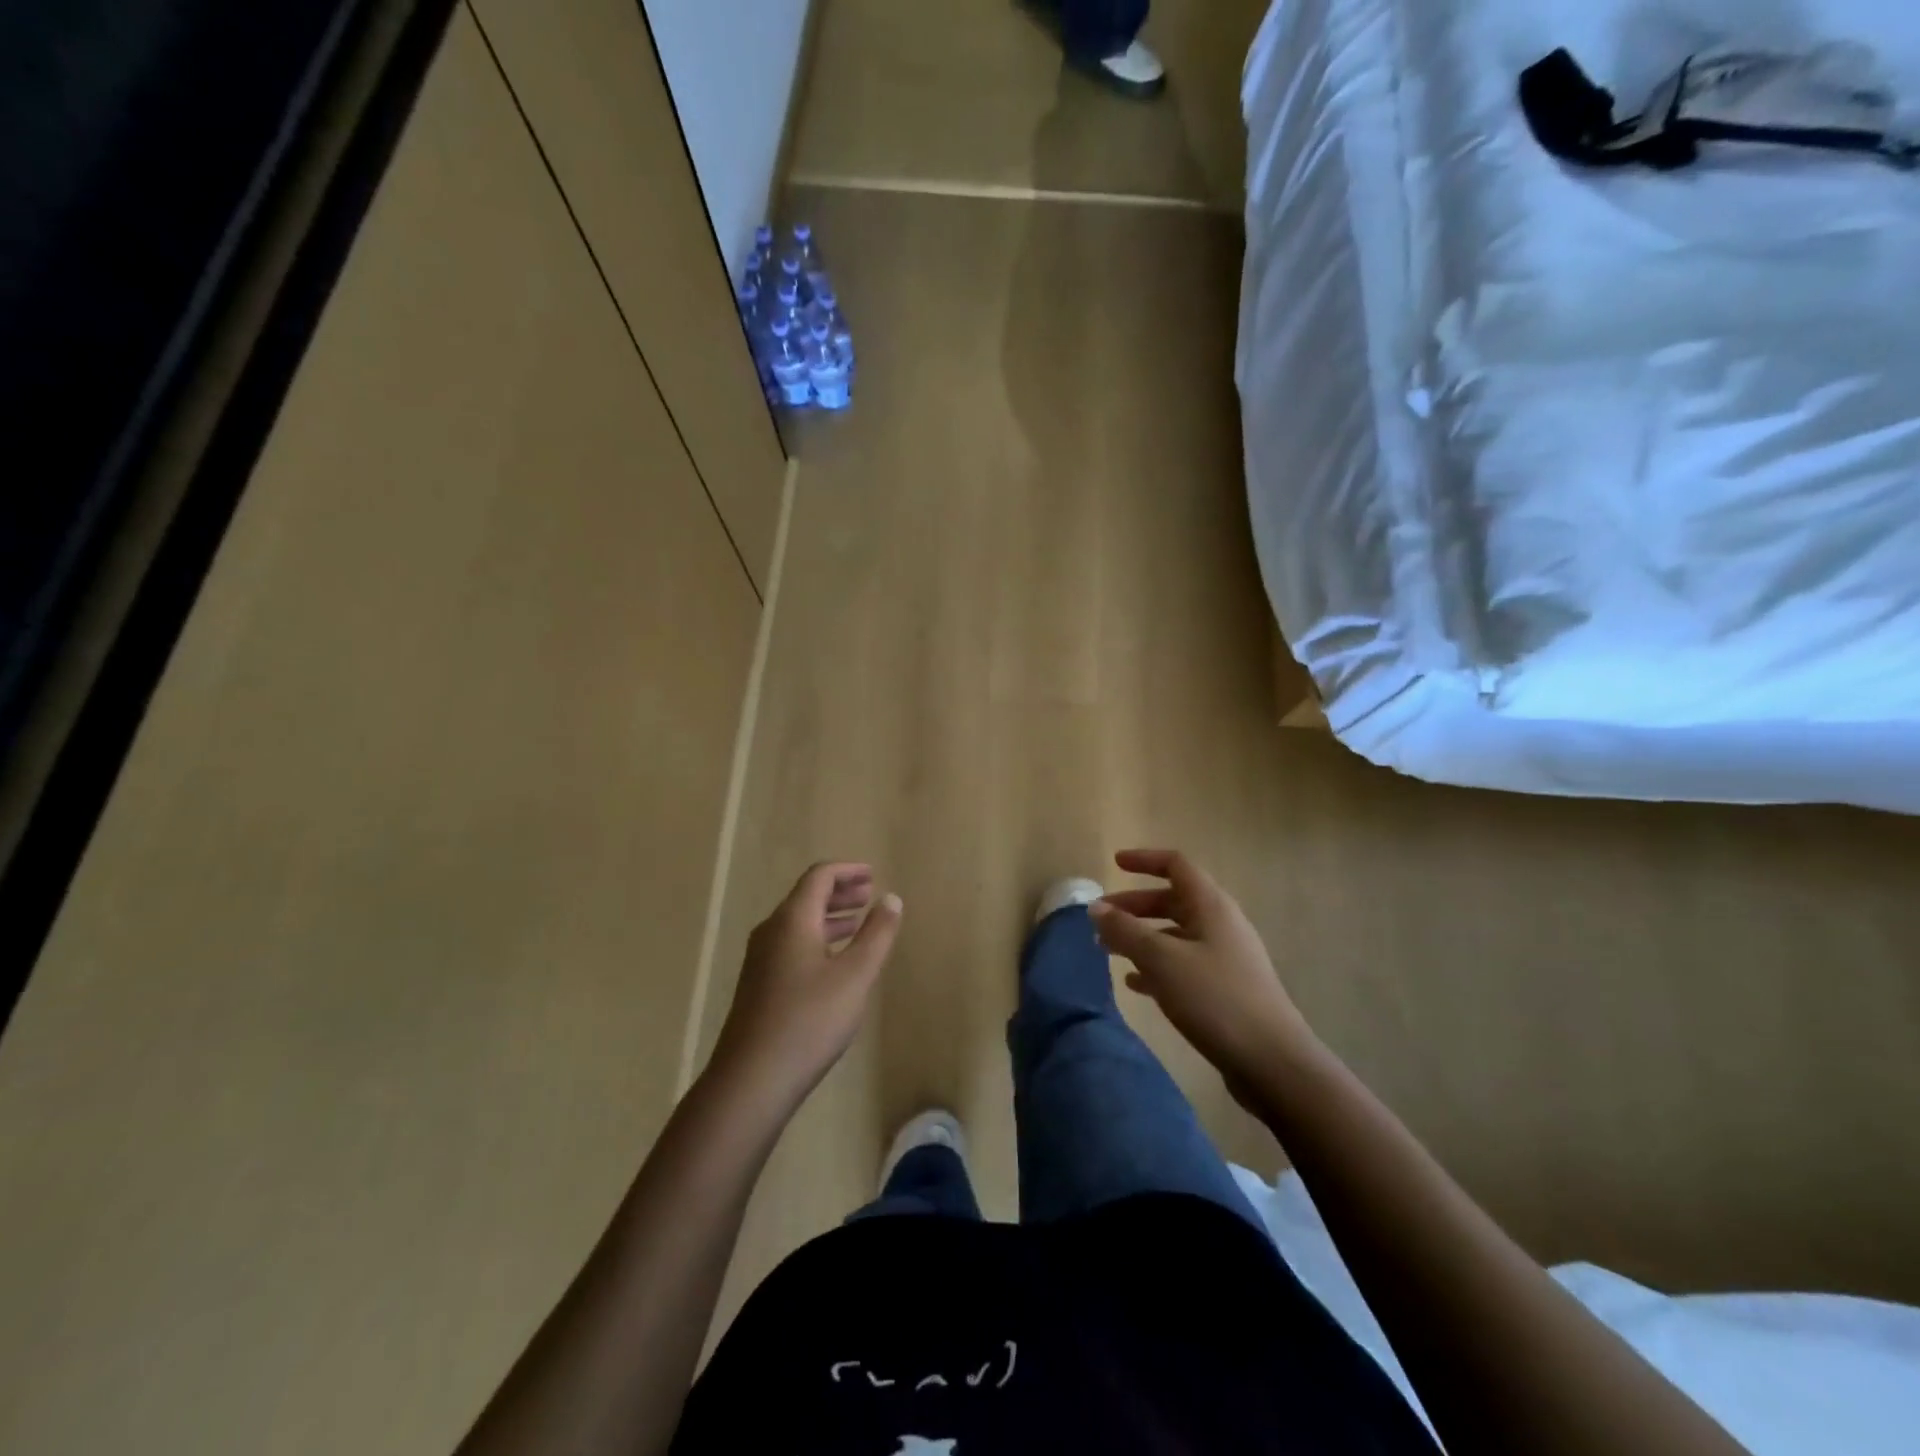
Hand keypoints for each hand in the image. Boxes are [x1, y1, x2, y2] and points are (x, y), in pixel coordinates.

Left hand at [710, 863, 902, 1107]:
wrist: (751, 1080)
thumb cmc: (809, 1020)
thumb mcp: (855, 975)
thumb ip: (876, 934)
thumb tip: (891, 899)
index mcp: (792, 920)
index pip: (819, 877)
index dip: (847, 871)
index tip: (872, 874)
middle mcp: (771, 932)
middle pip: (806, 897)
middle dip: (840, 892)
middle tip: (869, 896)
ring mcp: (760, 960)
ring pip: (798, 924)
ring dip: (829, 917)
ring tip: (858, 923)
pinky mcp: (758, 986)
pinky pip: (791, 945)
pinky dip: (817, 939)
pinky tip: (834, 962)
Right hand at [1091, 850, 1313, 1102]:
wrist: (1272, 1062)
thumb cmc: (1215, 999)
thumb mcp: (1162, 960)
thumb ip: (1125, 931)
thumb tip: (1096, 907)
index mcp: (1211, 906)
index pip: (1176, 865)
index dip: (1144, 860)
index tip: (1114, 864)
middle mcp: (1220, 924)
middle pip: (1172, 900)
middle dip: (1134, 906)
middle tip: (1100, 919)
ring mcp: (1226, 958)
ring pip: (1175, 935)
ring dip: (1141, 937)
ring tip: (1107, 951)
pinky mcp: (1225, 990)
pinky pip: (1183, 965)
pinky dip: (1156, 966)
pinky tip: (1135, 984)